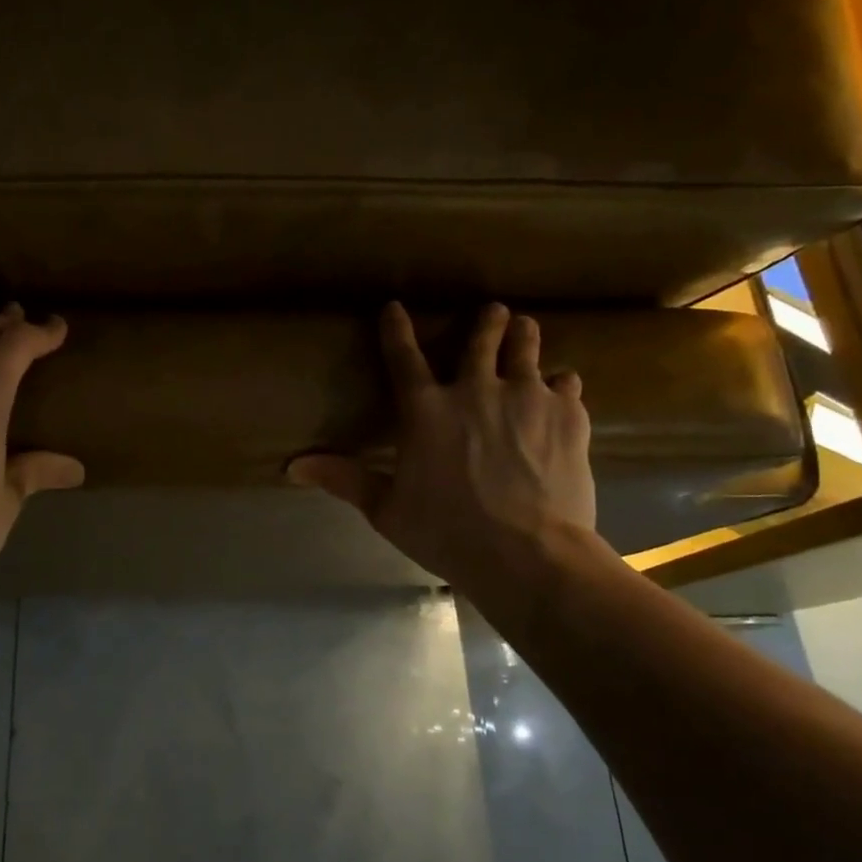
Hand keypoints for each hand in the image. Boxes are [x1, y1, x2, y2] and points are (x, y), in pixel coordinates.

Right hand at [288, 302, 596, 586]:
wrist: (529, 554)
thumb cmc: (447, 532)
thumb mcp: (386, 509)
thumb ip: (344, 479)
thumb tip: (293, 467)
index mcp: (426, 410)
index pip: (403, 356)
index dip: (396, 329)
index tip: (394, 307)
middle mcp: (476, 389)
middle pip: (481, 338)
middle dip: (485, 321)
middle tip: (491, 311)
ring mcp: (526, 397)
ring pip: (527, 347)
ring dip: (523, 335)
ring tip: (525, 328)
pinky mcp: (568, 414)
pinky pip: (566, 384)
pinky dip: (561, 384)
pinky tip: (562, 389)